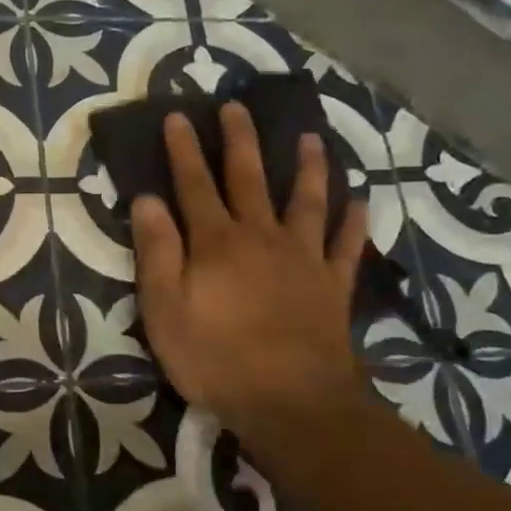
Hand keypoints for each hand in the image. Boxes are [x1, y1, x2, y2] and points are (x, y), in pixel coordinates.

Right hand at [131, 103, 369, 448]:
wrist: (292, 403)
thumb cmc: (215, 357)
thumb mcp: (164, 309)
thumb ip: (156, 252)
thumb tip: (148, 200)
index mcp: (216, 242)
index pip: (194, 184)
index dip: (184, 150)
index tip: (179, 116)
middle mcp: (261, 237)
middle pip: (249, 178)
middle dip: (240, 140)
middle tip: (237, 107)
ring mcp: (302, 259)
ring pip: (307, 201)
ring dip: (308, 167)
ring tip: (312, 137)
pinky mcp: (332, 286)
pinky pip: (346, 245)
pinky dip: (354, 221)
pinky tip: (362, 201)